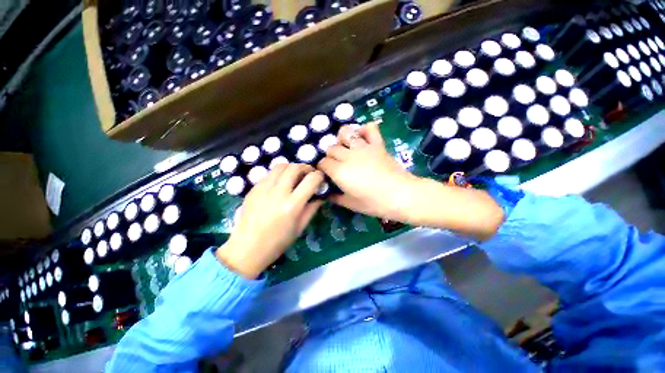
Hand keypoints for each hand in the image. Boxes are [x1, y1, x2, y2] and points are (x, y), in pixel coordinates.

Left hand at [216, 164, 323, 278]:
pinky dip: (279, 173)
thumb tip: (320, 196)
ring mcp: (263, 188)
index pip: (311, 180)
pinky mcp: (254, 188)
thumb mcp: (300, 227)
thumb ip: (312, 208)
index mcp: (292, 205)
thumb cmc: (278, 242)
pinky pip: (270, 174)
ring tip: (295, 175)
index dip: (319, 176)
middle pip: (295, 167)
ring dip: (292, 167)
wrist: (247, 248)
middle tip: (309, 174)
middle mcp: (278, 192)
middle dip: (306, 167)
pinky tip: (281, 182)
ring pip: (281, 166)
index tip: (321, 178)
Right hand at [317, 122, 419, 222]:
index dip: (322, 168)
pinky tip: (362, 137)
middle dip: (330, 156)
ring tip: (345, 148)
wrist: (402, 195)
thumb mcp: (351, 205)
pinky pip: (369, 128)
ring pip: (345, 133)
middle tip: (336, 165)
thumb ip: (336, 198)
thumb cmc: (375, 203)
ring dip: (341, 139)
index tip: (326, 174)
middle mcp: (348, 156)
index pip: (323, 163)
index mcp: (339, 172)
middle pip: (331, 148)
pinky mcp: (377, 144)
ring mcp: (363, 148)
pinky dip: (364, 129)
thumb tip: (327, 193)